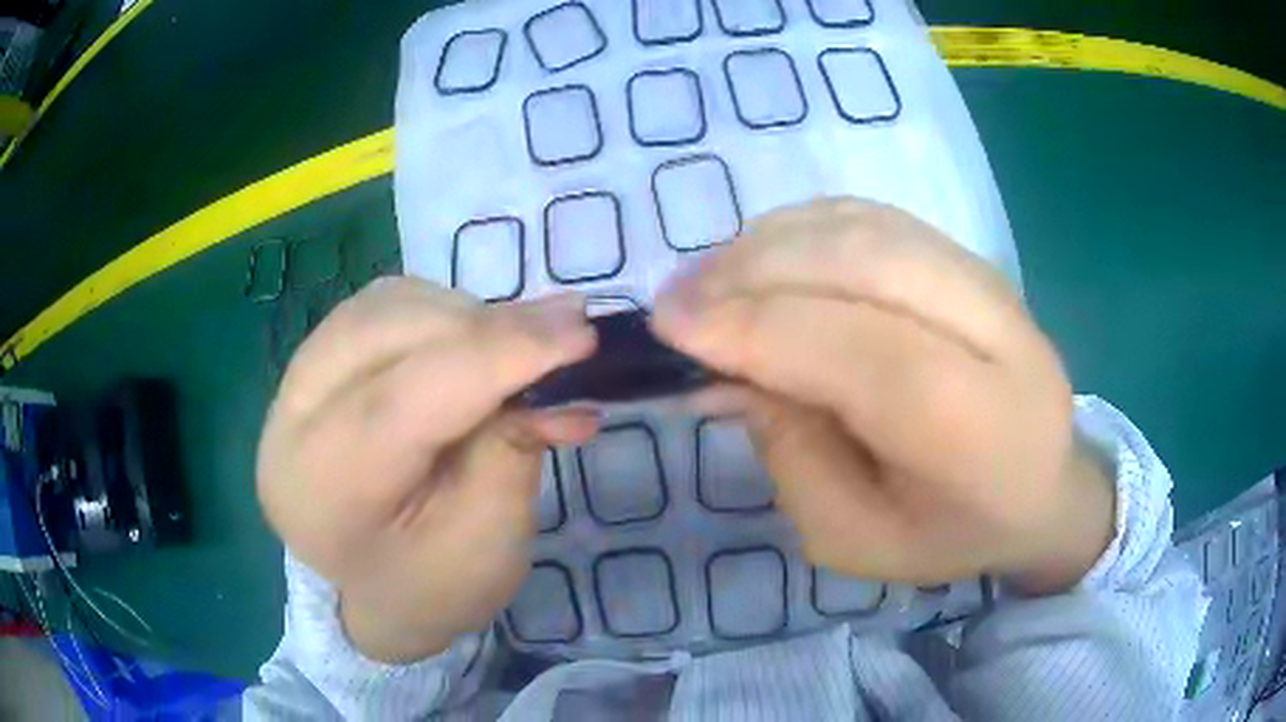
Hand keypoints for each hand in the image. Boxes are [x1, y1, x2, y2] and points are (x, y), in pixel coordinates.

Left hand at [257, 279, 597, 662]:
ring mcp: (295, 381)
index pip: (406, 398)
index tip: (580, 332)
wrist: (371, 590)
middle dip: (487, 326)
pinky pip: (381, 306)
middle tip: (565, 335)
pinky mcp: (316, 360)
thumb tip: (556, 359)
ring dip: (464, 316)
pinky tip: (470, 344)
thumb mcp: (487, 543)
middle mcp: (291, 420)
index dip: (497, 355)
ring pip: (385, 305)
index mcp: (324, 489)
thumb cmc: (430, 585)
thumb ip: (514, 449)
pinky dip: (439, 312)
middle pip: (389, 333)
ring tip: (515, 350)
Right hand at [652, 198, 1113, 594]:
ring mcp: (989, 281)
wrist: (1045, 485)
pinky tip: (765, 259)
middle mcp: (996, 335)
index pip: (864, 354)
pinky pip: (873, 218)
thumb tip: (726, 367)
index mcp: (976, 431)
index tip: (671, 327)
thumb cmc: (949, 531)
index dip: (759, 329)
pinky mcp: (970, 257)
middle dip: (752, 273)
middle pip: (864, 266)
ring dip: (770, 243)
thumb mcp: (853, 536)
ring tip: (711, 280)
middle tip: (678, 300)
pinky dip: (804, 228)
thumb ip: (790, 454)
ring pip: (864, 228)